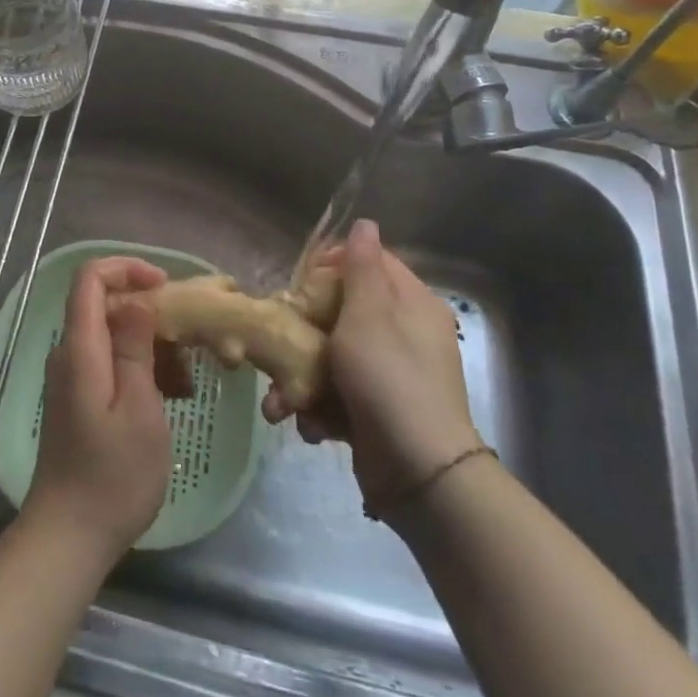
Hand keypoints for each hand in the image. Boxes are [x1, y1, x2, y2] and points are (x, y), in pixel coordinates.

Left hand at [23, 257, 172, 565]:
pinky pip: (109, 363)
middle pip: (104, 304)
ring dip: (150, 346)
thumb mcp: (139, 407)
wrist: (69, 535)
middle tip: (188, 345)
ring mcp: (71, 376)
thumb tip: (135, 299)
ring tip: (184, 382)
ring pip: (112, 336)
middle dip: (149, 313)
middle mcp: (69, 353)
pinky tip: (168, 397)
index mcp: (80, 347)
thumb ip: (134, 347)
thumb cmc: (113, 474)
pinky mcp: (78, 398)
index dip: (126, 268)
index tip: (165, 285)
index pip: (90, 277)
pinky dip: (139, 369)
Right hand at [262, 220, 480, 515]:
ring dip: (302, 378)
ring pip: (334, 356)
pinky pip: (340, 393)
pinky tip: (310, 424)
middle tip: (279, 341)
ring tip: (281, 401)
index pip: (371, 262)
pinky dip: (320, 408)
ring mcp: (391, 374)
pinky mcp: (377, 410)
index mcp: (411, 303)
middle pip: (345, 310)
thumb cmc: (388, 378)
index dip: (333, 265)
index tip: (302, 282)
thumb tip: (366, 223)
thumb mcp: (369, 314)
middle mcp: (405, 334)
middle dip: (305, 331)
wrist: (418, 473)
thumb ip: (363, 267)